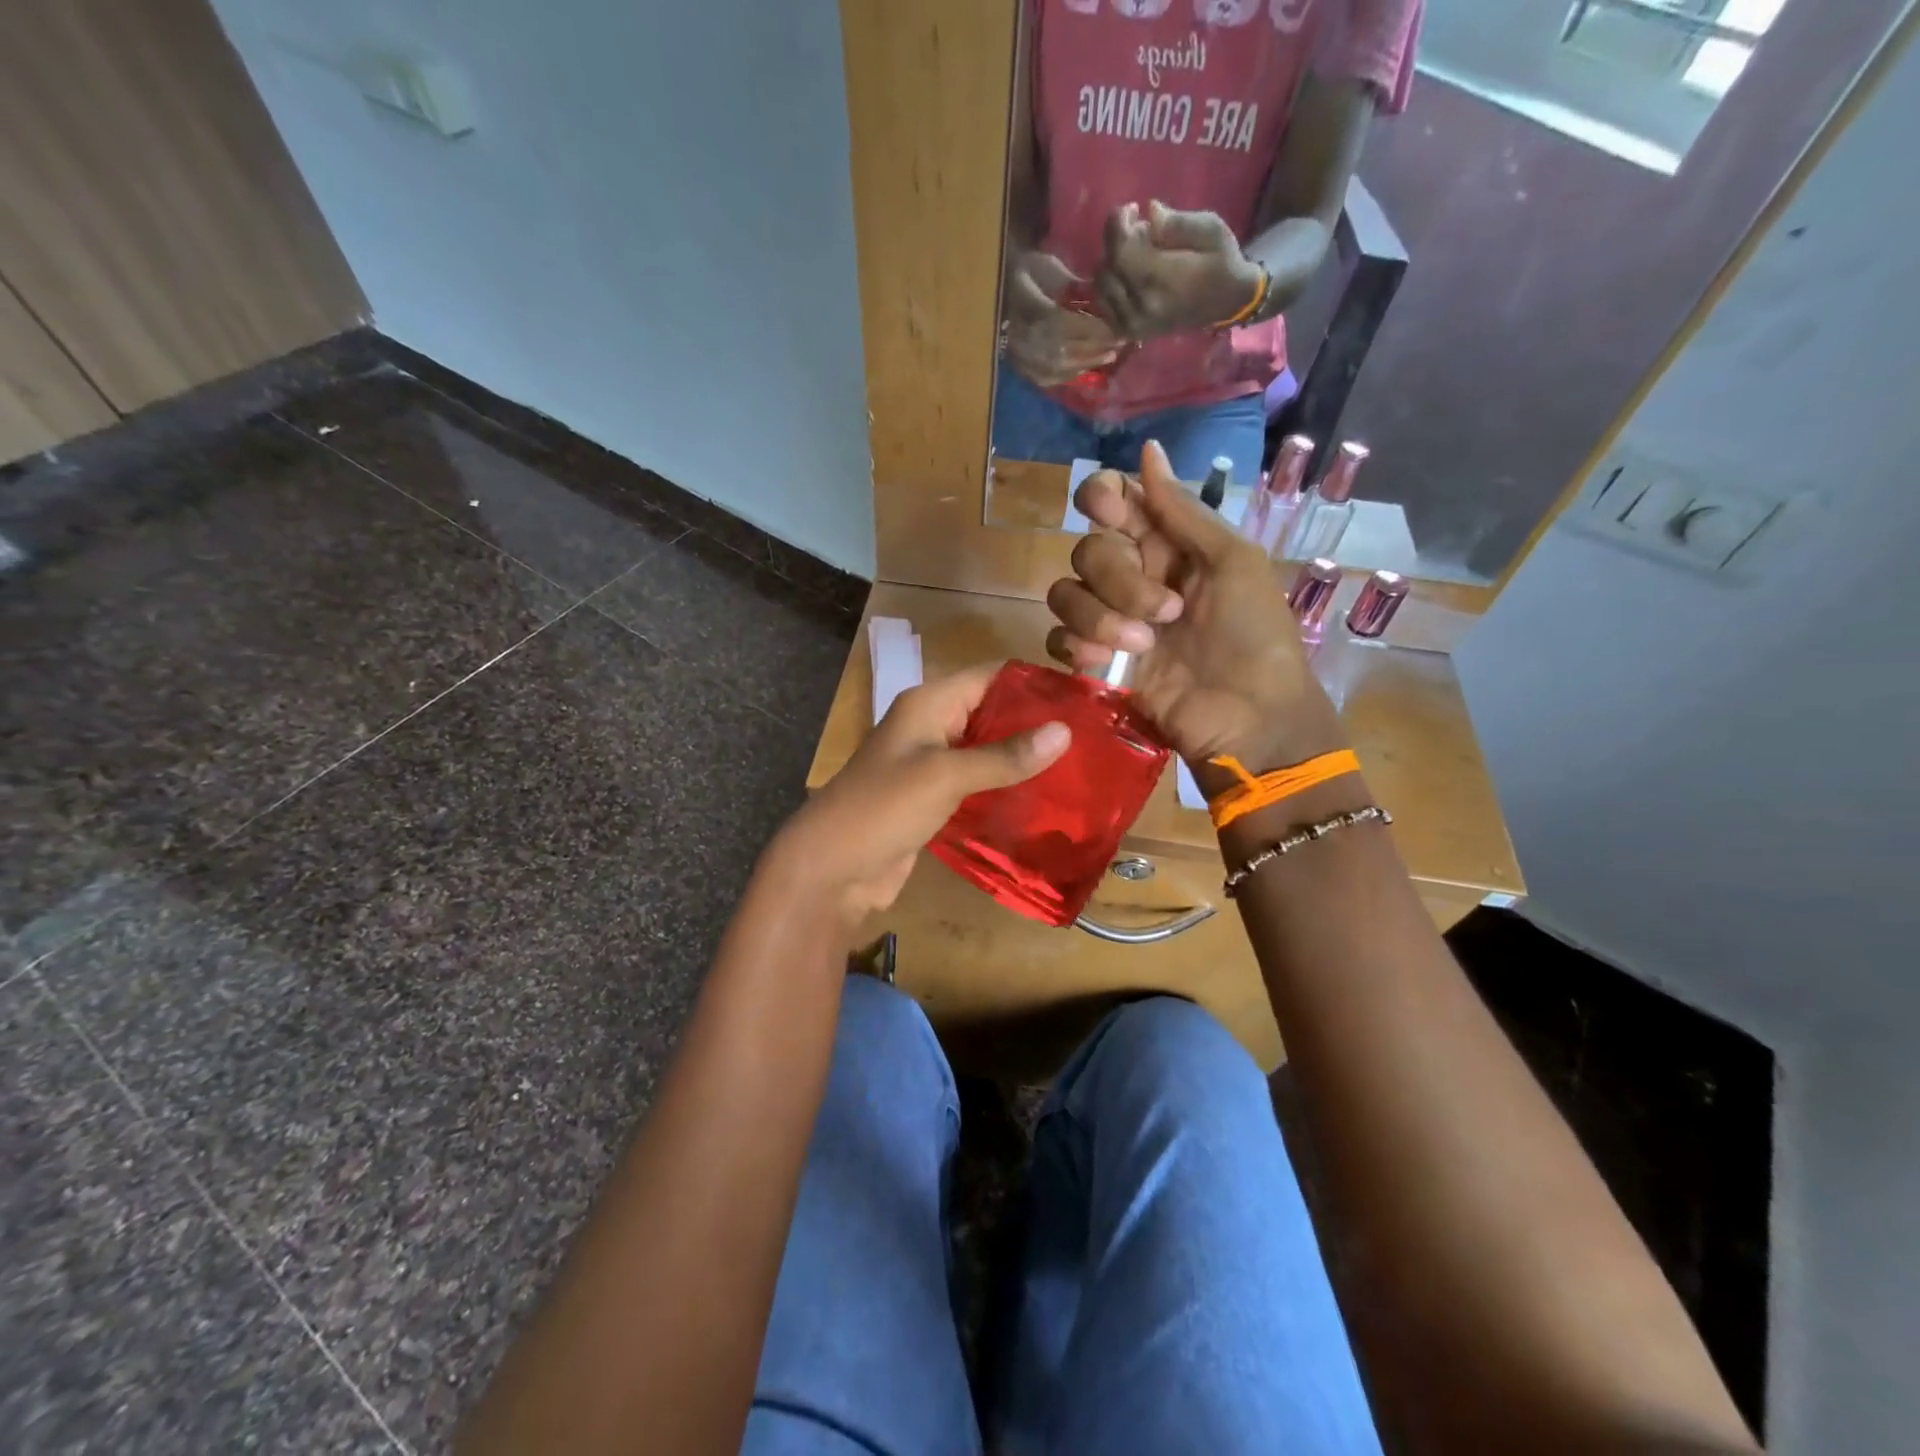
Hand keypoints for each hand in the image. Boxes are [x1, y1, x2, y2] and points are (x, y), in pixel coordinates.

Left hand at [762, 666, 1069, 934]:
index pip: (990, 675)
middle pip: (991, 712)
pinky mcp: (934, 798)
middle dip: (1035, 723)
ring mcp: (931, 764)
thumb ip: (1005, 755)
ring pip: (986, 750)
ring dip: (1023, 758)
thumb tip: (1065, 731)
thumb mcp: (946, 776)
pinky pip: (977, 783)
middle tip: (1091, 738)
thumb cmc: (884, 808)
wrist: (832, 869)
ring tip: (1077, 767)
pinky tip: (1042, 798)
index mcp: (929, 703)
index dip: (1033, 681)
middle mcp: (932, 726)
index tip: (1084, 697)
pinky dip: (1005, 786)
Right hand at [1002, 250, 1122, 386]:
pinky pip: (1049, 378)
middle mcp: (1027, 339)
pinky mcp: (1021, 368)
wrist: (995, 290)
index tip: (1119, 328)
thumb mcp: (1049, 267)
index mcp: (1033, 310)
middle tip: (1120, 345)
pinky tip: (1084, 367)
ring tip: (1108, 357)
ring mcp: (1023, 357)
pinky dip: (1070, 374)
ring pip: (1061, 367)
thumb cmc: (1025, 272)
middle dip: (1097, 348)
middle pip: (1069, 350)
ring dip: (1088, 363)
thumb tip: (1103, 301)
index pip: (1070, 326)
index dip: (1096, 330)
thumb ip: (1074, 286)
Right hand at [1045, 440, 1344, 777]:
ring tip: (1142, 647)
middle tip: (1167, 611)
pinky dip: (1078, 646)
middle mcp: (1132, 576)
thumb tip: (1148, 450)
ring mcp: (1110, 620)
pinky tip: (1108, 664)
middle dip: (1120, 580)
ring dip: (1100, 617)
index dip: (1102, 498)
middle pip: (1088, 550)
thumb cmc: (1254, 635)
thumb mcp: (1233, 562)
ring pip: (1065, 594)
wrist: (1249, 716)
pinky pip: (1058, 638)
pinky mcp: (1096, 662)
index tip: (1109, 511)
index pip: (1114, 502)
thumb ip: (1183, 511)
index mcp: (1167, 546)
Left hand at [1096, 201, 1265, 339]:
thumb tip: (1149, 211)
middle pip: (1107, 268)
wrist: (1228, 303)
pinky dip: (1109, 286)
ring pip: (1101, 287)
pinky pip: (1104, 306)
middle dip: (1115, 241)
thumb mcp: (1209, 230)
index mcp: (1162, 281)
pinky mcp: (1130, 332)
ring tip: (1131, 250)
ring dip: (1110, 263)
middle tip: (1134, 227)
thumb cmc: (1221, 261)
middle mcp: (1141, 307)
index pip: (1120, 253)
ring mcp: (1133, 324)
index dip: (1117, 226)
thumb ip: (1176, 223)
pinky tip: (1124, 273)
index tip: (1131, 209)